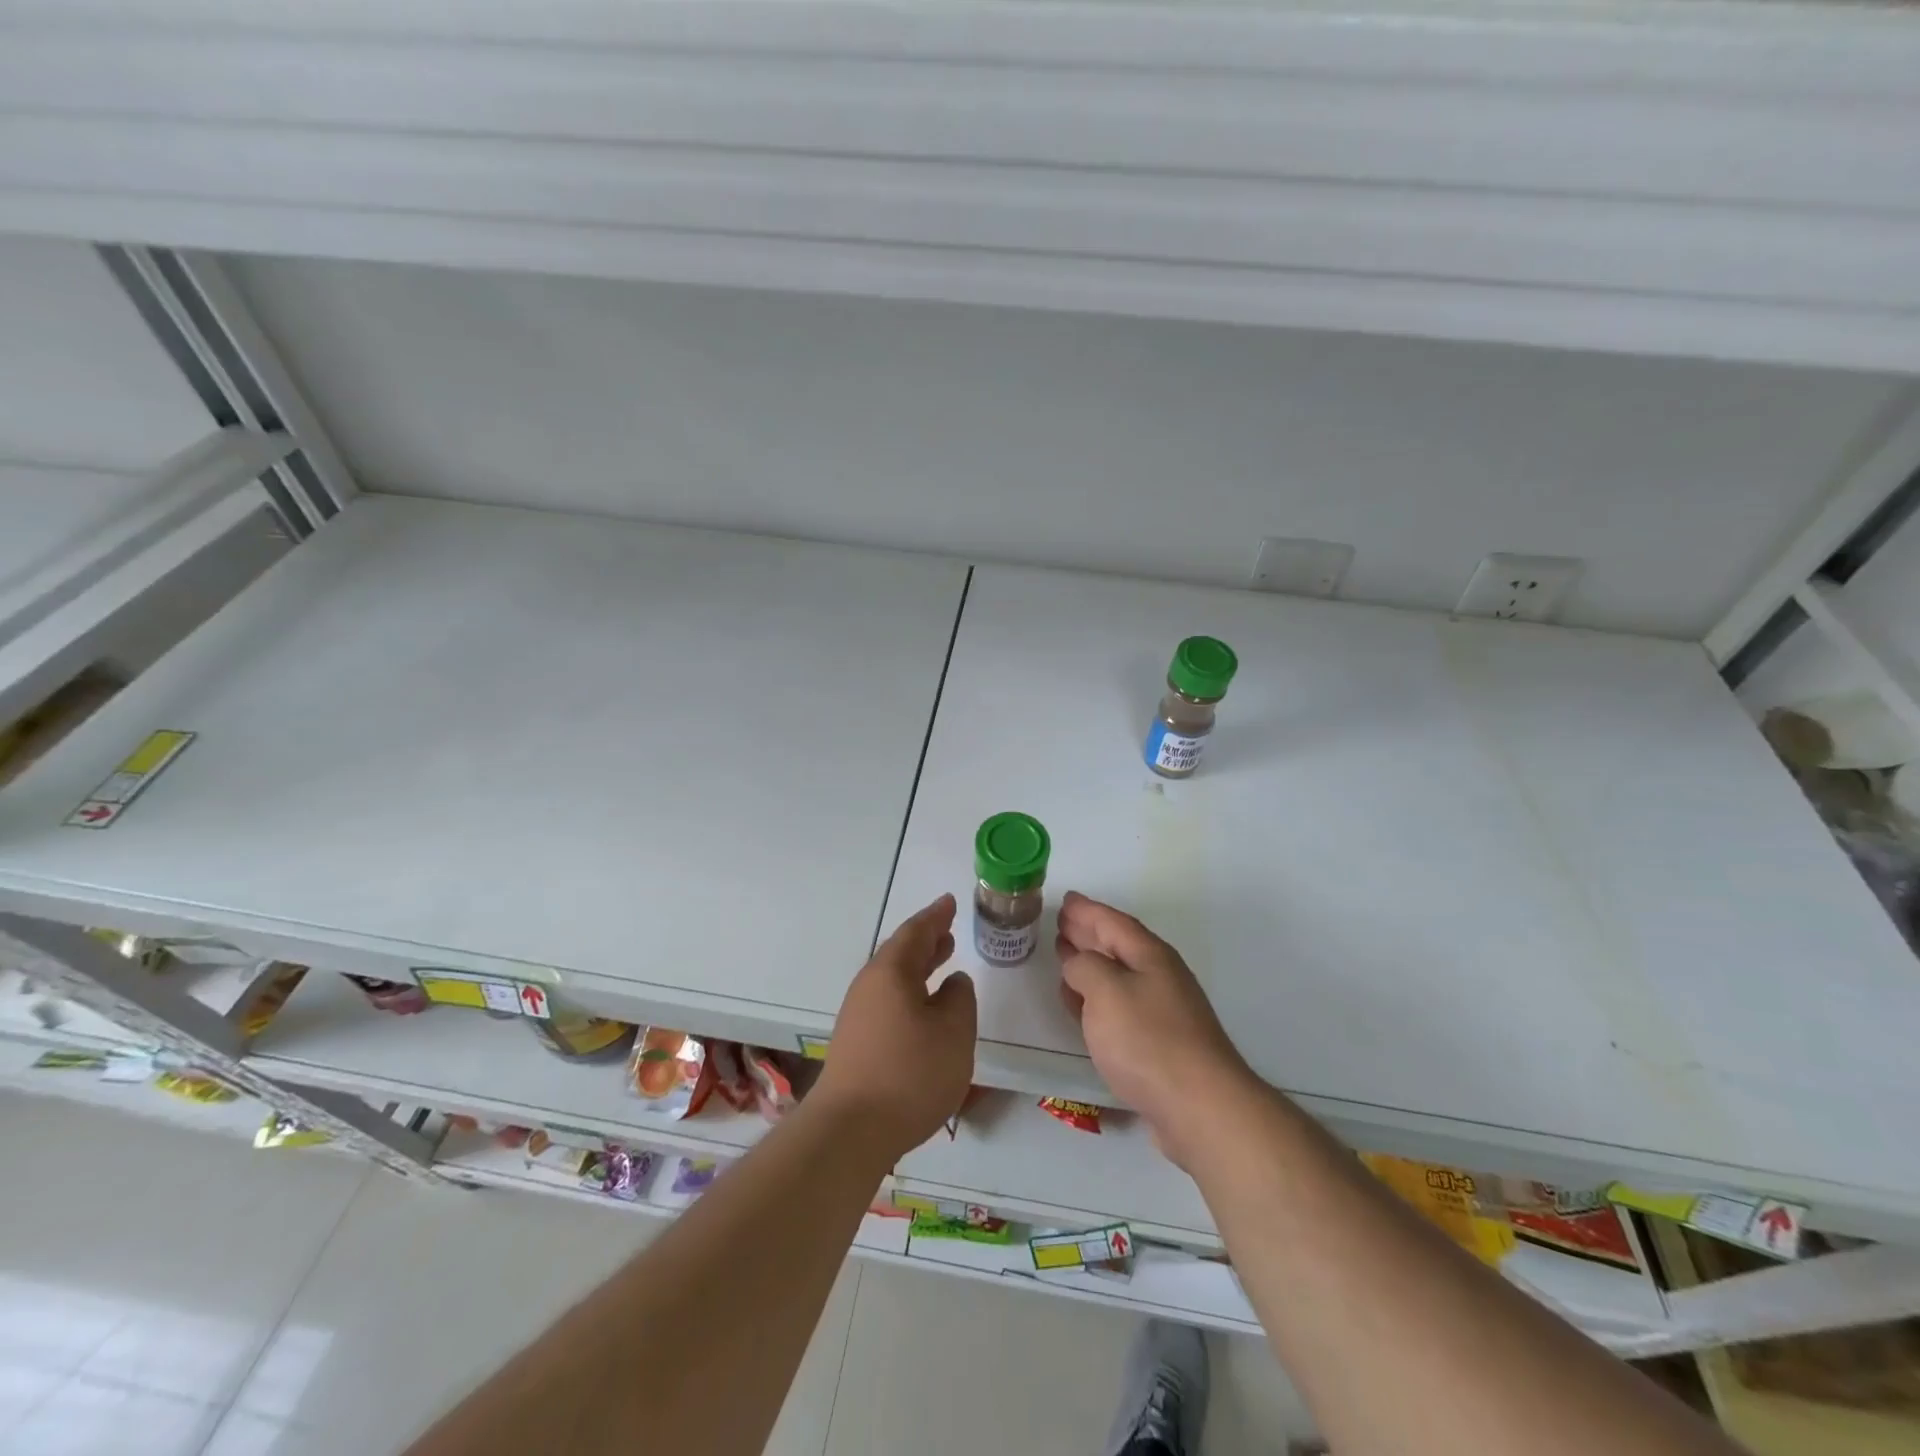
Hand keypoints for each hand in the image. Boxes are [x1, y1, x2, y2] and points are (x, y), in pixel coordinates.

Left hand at [812, 893, 976, 1163]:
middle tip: (948, 932)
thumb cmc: (909, 1074)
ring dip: (919, 968)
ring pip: (894, 979)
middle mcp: (869, 986)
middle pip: (900, 953)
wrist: (850, 1131)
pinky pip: (888, 1002)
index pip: (916, 932)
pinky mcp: (856, 1044)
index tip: (949, 902)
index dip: (936, 917)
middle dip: (927, 941)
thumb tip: (953, 983)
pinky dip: (910, 993)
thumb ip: (959, 999)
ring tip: (942, 963)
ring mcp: (858, 1016)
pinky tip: (923, 1010)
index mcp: (891, 972)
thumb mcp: (954, 1032)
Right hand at [1056, 891, 1255, 1169]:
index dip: (1087, 910)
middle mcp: (1159, 978)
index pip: (1113, 922)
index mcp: (1150, 956)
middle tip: (1061, 923)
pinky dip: (1096, 1000)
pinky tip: (1082, 1007)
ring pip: (1118, 978)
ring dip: (1091, 966)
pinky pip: (1120, 1009)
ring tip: (1065, 957)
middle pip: (1118, 946)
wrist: (1200, 1108)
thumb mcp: (1106, 991)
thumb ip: (1084, 967)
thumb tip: (1077, 962)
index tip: (1065, 899)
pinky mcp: (1159, 1046)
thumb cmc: (1149, 1041)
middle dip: (1089, 933)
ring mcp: (1162, 1013)